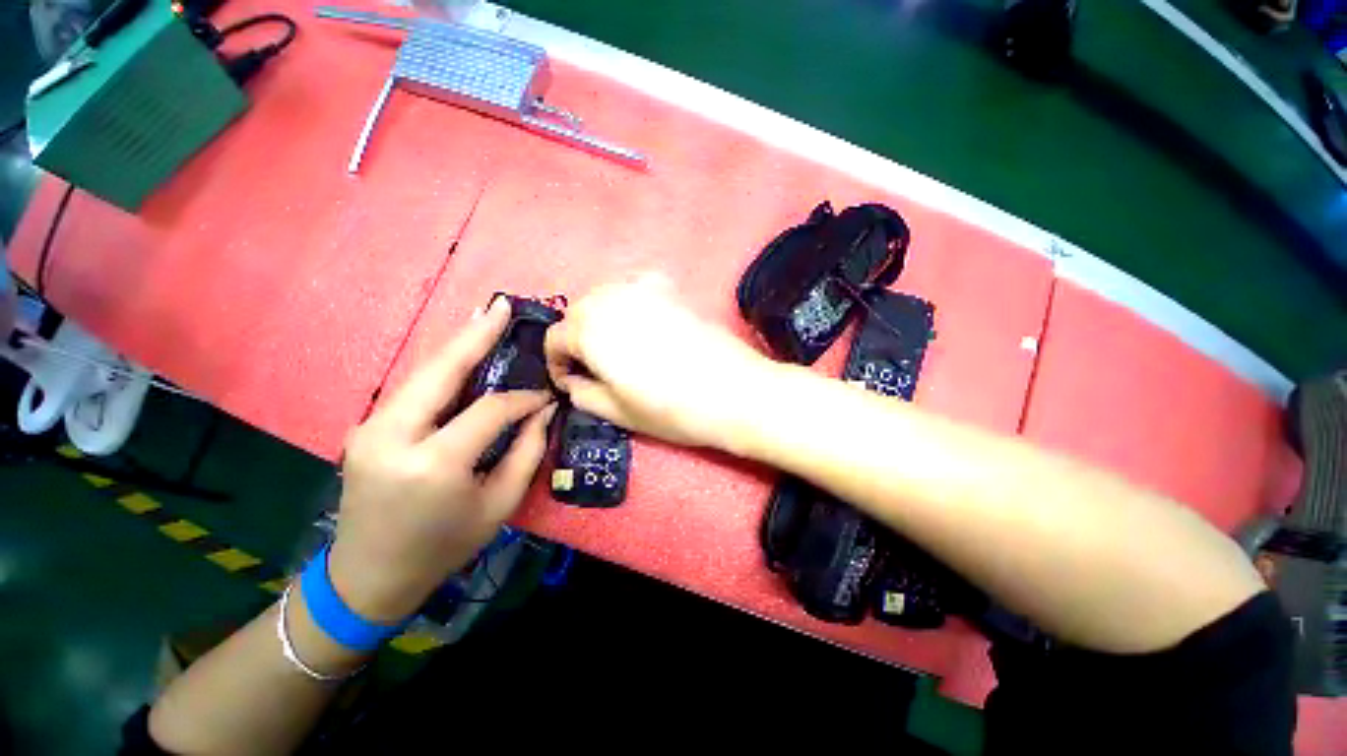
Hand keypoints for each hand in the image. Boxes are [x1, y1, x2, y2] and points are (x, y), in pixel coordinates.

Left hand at [329, 298, 555, 621]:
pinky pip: (413, 390)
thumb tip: (543, 409)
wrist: (369, 577)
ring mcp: (370, 429)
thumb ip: (526, 451)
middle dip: (475, 335)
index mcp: (433, 464)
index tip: (545, 395)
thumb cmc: (444, 546)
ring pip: (422, 374)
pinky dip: (441, 369)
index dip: (523, 398)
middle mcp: (393, 437)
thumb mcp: (499, 504)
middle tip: (501, 306)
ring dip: (457, 346)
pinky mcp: (366, 428)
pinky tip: (461, 356)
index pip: (490, 410)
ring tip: (485, 319)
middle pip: (440, 371)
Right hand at [545, 275, 773, 449]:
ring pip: (603, 296)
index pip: (555, 338)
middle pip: (577, 313)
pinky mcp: (670, 289)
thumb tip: (573, 382)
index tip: (571, 382)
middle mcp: (611, 300)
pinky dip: (627, 299)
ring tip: (616, 345)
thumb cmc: (673, 410)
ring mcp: (643, 289)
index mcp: (591, 331)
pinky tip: (640, 319)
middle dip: (576, 339)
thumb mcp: (619, 413)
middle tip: (592, 367)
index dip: (557, 364)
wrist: (735, 392)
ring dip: (599, 318)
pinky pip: (634, 285)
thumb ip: (584, 395)